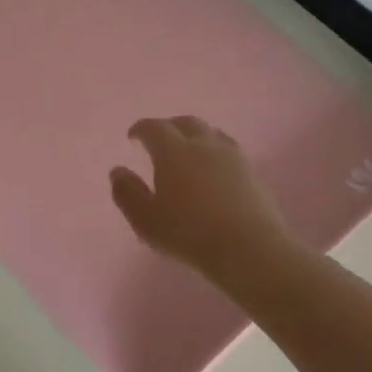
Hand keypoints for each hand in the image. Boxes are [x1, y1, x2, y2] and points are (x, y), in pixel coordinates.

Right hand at [110, 116, 296, 278]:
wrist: (250, 248)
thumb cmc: (189, 234)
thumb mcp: (146, 220)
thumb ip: (128, 193)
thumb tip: (118, 171)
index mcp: (174, 151)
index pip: (154, 128)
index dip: (141, 129)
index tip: (133, 136)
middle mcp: (204, 145)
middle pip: (186, 123)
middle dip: (169, 126)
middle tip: (160, 139)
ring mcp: (233, 156)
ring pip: (211, 133)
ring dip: (196, 135)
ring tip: (189, 149)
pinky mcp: (253, 173)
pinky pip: (229, 151)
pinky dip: (215, 152)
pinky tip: (215, 169)